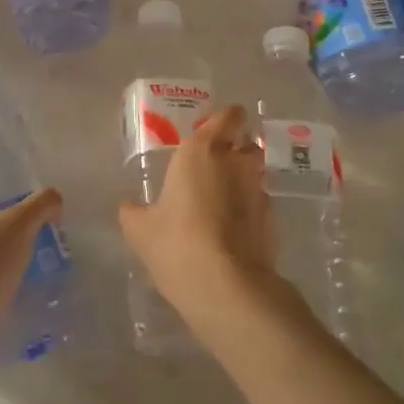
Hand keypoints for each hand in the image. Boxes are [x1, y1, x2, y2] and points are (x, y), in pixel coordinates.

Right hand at [117, 106, 280, 335]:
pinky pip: (260, 205)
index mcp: (202, 151)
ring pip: (255, 174)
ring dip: (243, 182)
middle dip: (235, 151)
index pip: (228, 116)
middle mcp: (236, 162)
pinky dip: (249, 212)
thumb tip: (129, 206)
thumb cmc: (177, 243)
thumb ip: (134, 211)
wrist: (227, 287)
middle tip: (213, 169)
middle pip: (245, 143)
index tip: (213, 132)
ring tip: (222, 204)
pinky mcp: (273, 222)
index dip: (225, 120)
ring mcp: (259, 191)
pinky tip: (232, 233)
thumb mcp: (140, 229)